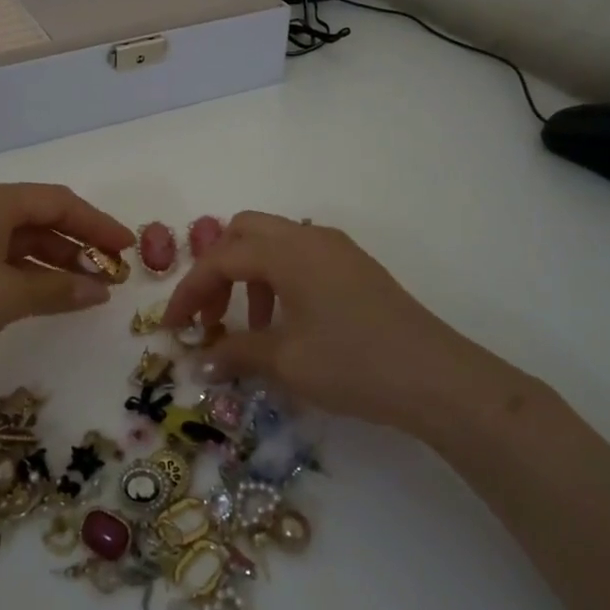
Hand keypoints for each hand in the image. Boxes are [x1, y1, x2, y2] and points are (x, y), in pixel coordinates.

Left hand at [0, 180, 133, 399]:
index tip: (128, 247)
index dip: (97, 223)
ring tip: (86, 288)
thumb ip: (59, 288)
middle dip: (77, 243)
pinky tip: (47, 294)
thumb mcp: (7, 297)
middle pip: (38, 216)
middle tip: (110, 271)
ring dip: (53, 260)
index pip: (57, 201)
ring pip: (18, 238)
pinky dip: (26, 272)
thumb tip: (101, 290)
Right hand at [162, 212, 486, 433]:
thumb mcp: (287, 362)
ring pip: (273, 241)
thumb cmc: (353, 364)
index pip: (220, 259)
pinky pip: (300, 256)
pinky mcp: (354, 266)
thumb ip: (238, 352)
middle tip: (210, 314)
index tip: (173, 328)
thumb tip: (204, 358)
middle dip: (217, 269)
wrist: (436, 378)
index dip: (189, 291)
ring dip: (248, 274)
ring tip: (248, 326)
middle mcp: (309, 236)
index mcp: (287, 251)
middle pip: (244, 231)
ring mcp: (336, 248)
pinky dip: (277, 278)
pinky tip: (285, 322)